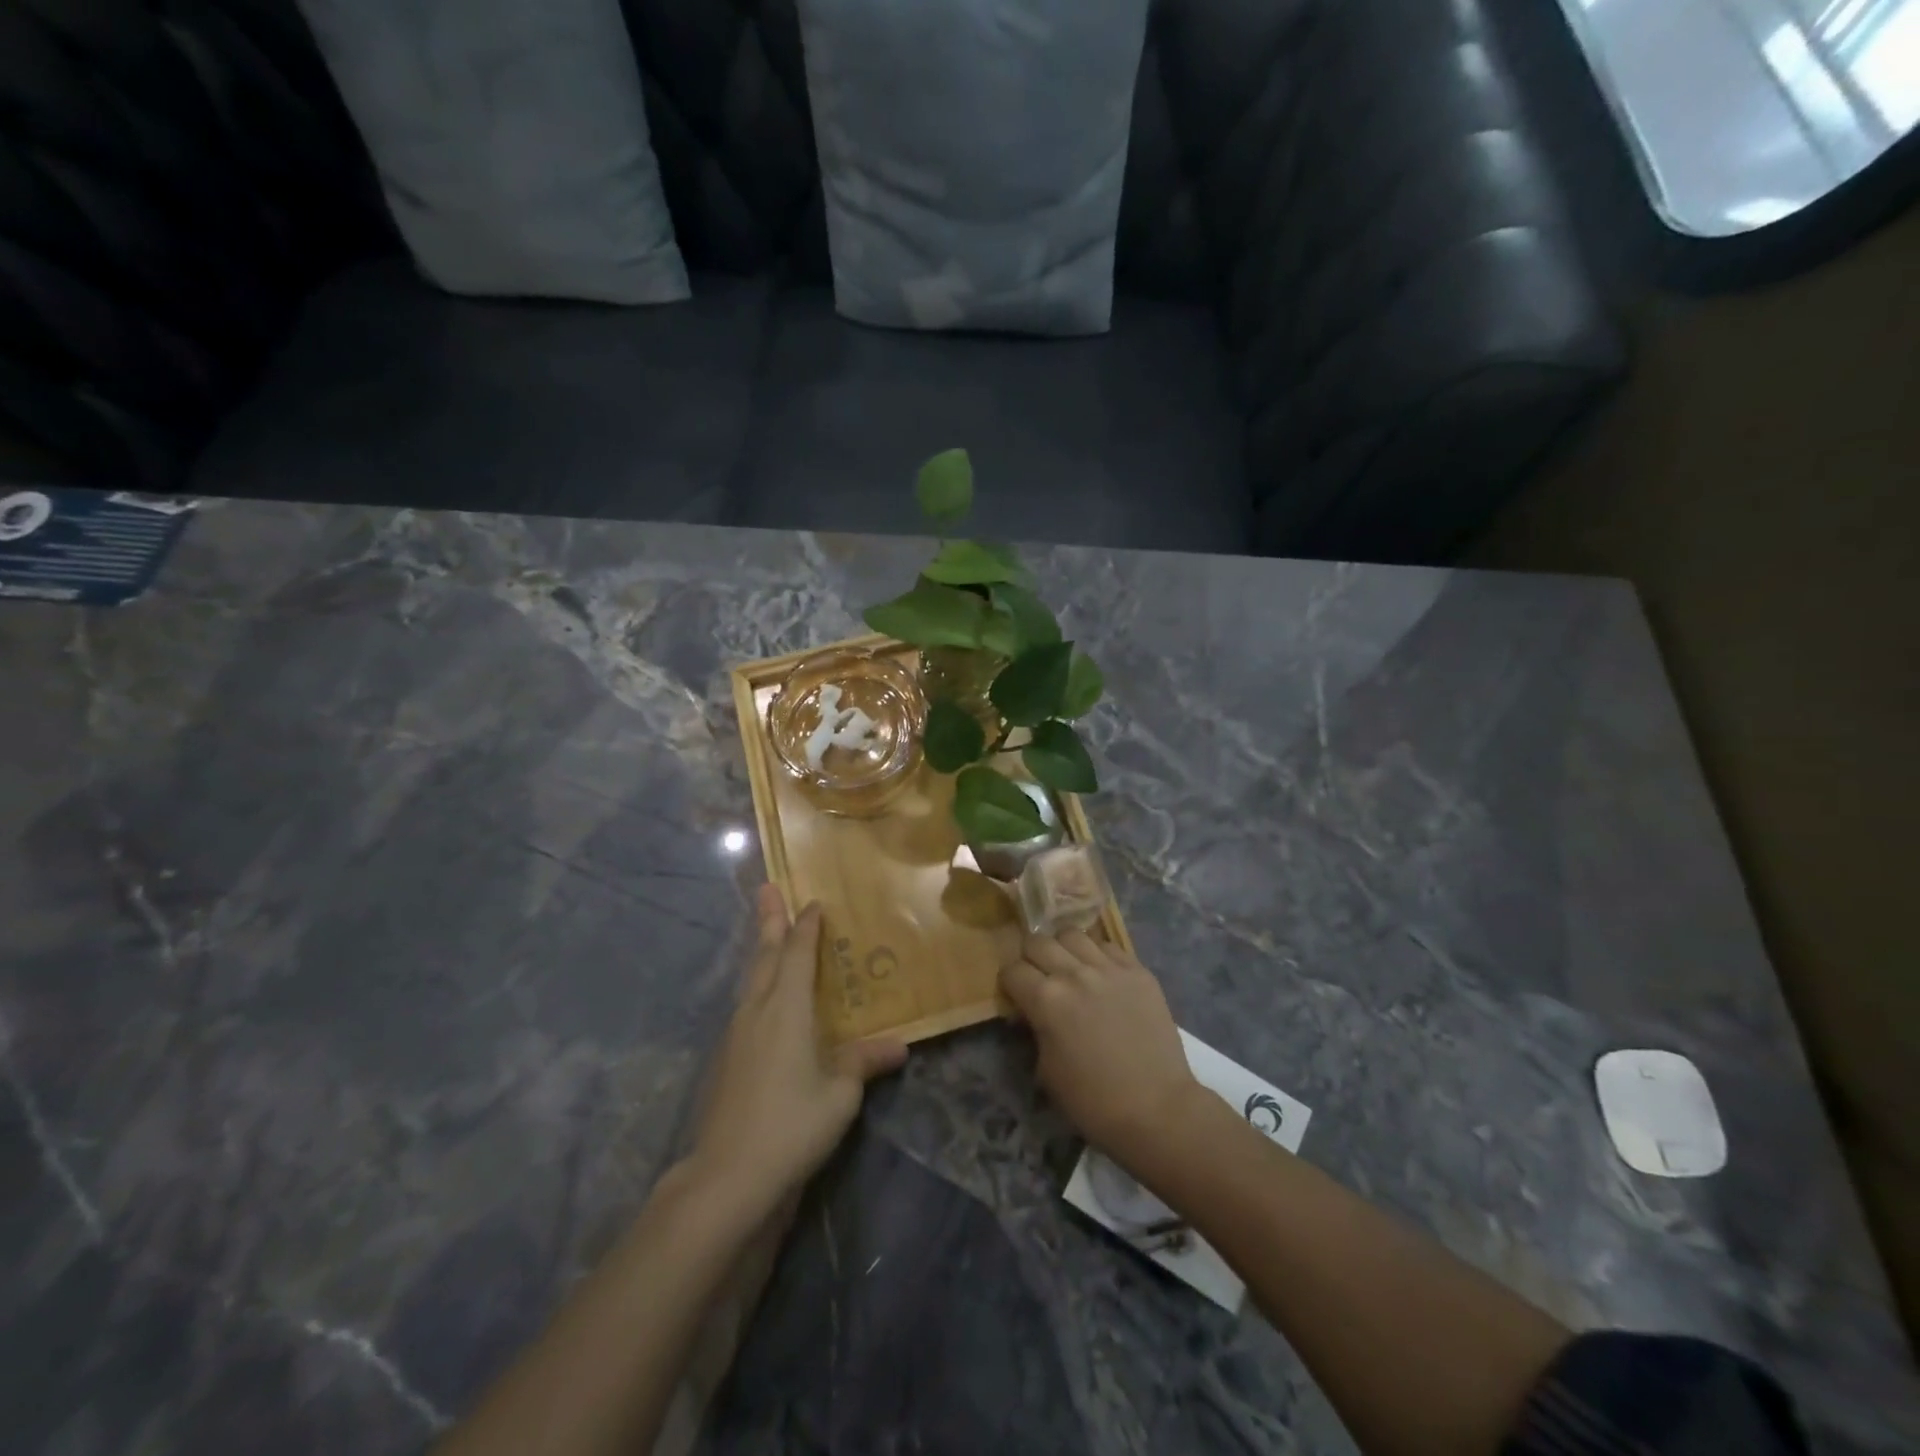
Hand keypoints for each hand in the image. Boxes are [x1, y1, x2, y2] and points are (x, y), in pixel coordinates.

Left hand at [686, 886, 905, 1215]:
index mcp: (786, 1008)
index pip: (797, 954)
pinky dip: (756, 985)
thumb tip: (900, 1045)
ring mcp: (735, 1034)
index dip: (806, 926)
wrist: (728, 1177)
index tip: (813, 902)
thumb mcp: (840, 1094)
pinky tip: (762, 1000)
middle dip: (769, 920)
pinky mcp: (725, 1059)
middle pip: (764, 955)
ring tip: (767, 935)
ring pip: (750, 979)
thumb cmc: (792, 1125)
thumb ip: (865, 1063)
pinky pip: (745, 1004)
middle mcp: (757, 1010)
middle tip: (767, 888)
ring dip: (760, 951)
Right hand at [999, 931, 1204, 1168]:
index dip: (1010, 984)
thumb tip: (1032, 1012)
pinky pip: (1108, 946)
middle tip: (1039, 978)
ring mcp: (1110, 968)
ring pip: (1073, 935)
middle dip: (1031, 958)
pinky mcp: (1138, 971)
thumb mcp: (1046, 1070)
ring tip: (1070, 969)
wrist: (1157, 1108)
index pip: (1012, 970)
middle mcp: (1075, 973)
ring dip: (1064, 950)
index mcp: (1046, 999)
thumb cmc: (1093, 1101)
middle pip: (1038, 941)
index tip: (1016, 996)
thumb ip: (1035, 1029)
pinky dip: (1098, 956)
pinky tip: (1102, 976)